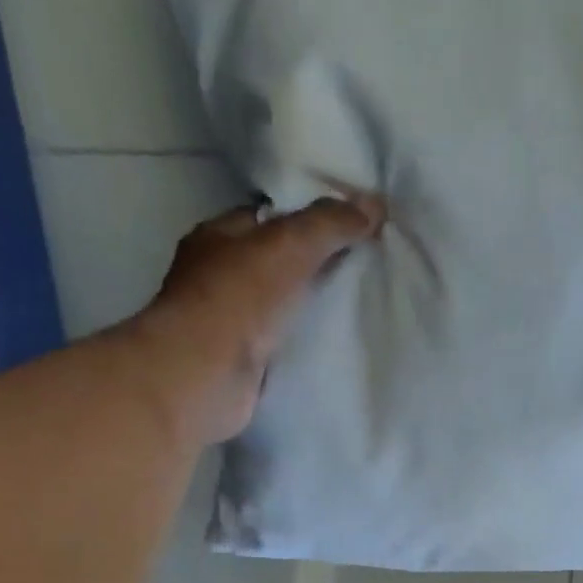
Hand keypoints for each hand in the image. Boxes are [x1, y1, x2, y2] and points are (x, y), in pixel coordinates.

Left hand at [135, 195, 382, 445]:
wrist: (207, 376)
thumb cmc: (239, 299)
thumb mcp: (290, 245)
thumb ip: (330, 223)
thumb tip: (375, 206)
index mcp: (217, 236)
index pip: (267, 217)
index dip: (306, 218)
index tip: (347, 227)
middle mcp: (216, 276)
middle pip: (273, 263)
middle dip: (312, 265)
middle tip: (360, 267)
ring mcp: (226, 323)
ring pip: (277, 306)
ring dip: (308, 308)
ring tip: (356, 306)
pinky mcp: (240, 363)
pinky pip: (280, 344)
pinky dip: (301, 343)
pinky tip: (332, 344)